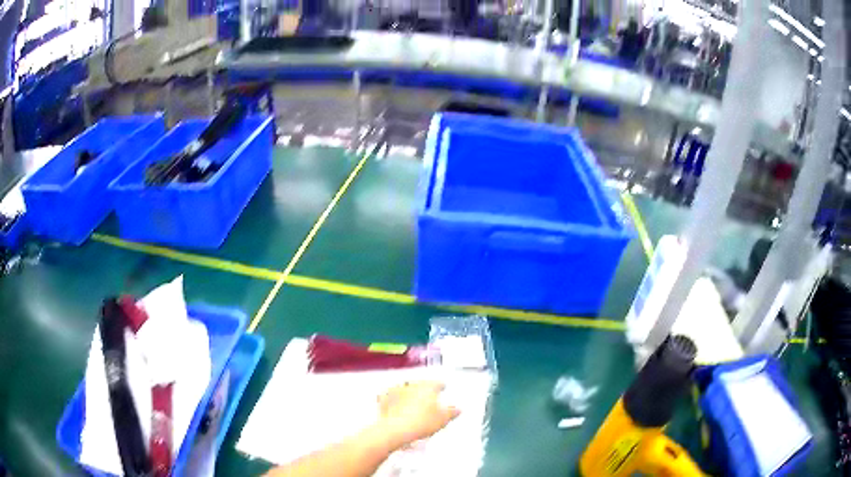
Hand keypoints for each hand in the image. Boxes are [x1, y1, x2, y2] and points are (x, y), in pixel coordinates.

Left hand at [374, 381, 459, 449]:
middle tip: (428, 398)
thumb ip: (452, 412)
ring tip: (413, 403)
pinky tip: (397, 406)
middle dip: (424, 390)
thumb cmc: (421, 422)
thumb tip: (458, 409)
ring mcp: (397, 391)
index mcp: (428, 387)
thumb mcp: (443, 419)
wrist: (396, 429)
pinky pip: (391, 396)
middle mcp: (412, 385)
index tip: (443, 388)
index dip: (441, 386)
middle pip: (421, 384)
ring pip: (405, 388)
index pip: (437, 383)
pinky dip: (394, 400)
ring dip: (409, 393)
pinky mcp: (385, 399)